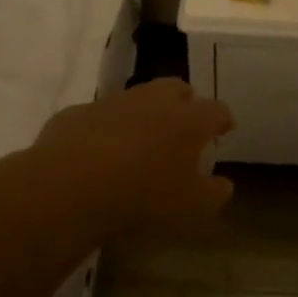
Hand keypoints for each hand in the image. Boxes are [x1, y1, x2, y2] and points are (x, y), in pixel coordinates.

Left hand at [31, 78, 235, 238]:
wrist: (73, 184)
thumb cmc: (145, 196)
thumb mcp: (192, 207)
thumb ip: (214, 194)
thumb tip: (223, 184)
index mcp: (189, 121)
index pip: (216, 110)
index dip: (222, 119)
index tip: (225, 128)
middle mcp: (154, 101)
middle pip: (176, 89)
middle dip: (184, 102)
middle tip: (184, 124)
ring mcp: (113, 103)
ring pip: (136, 97)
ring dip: (143, 112)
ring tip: (141, 138)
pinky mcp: (77, 113)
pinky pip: (98, 116)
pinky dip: (104, 128)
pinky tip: (98, 150)